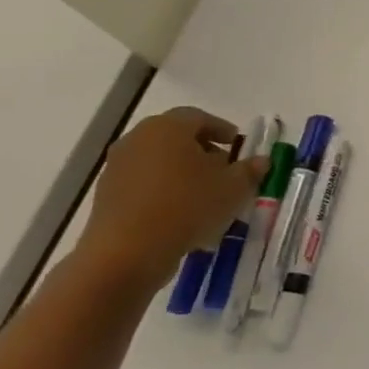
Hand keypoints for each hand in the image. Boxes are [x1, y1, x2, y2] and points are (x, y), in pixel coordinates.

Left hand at [79, 108, 267, 287]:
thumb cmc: (188, 207)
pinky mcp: (107, 193)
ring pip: (158, 159)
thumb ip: (250, 170)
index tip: (237, 146)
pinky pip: (143, 182)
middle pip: (175, 136)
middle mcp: (138, 139)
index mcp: (169, 128)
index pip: (199, 117)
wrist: (128, 251)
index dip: (222, 129)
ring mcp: (118, 166)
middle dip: (202, 149)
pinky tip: (181, 211)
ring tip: (204, 193)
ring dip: (182, 170)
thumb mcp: (234, 188)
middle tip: (224, 168)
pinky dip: (163, 189)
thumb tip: (261, 161)